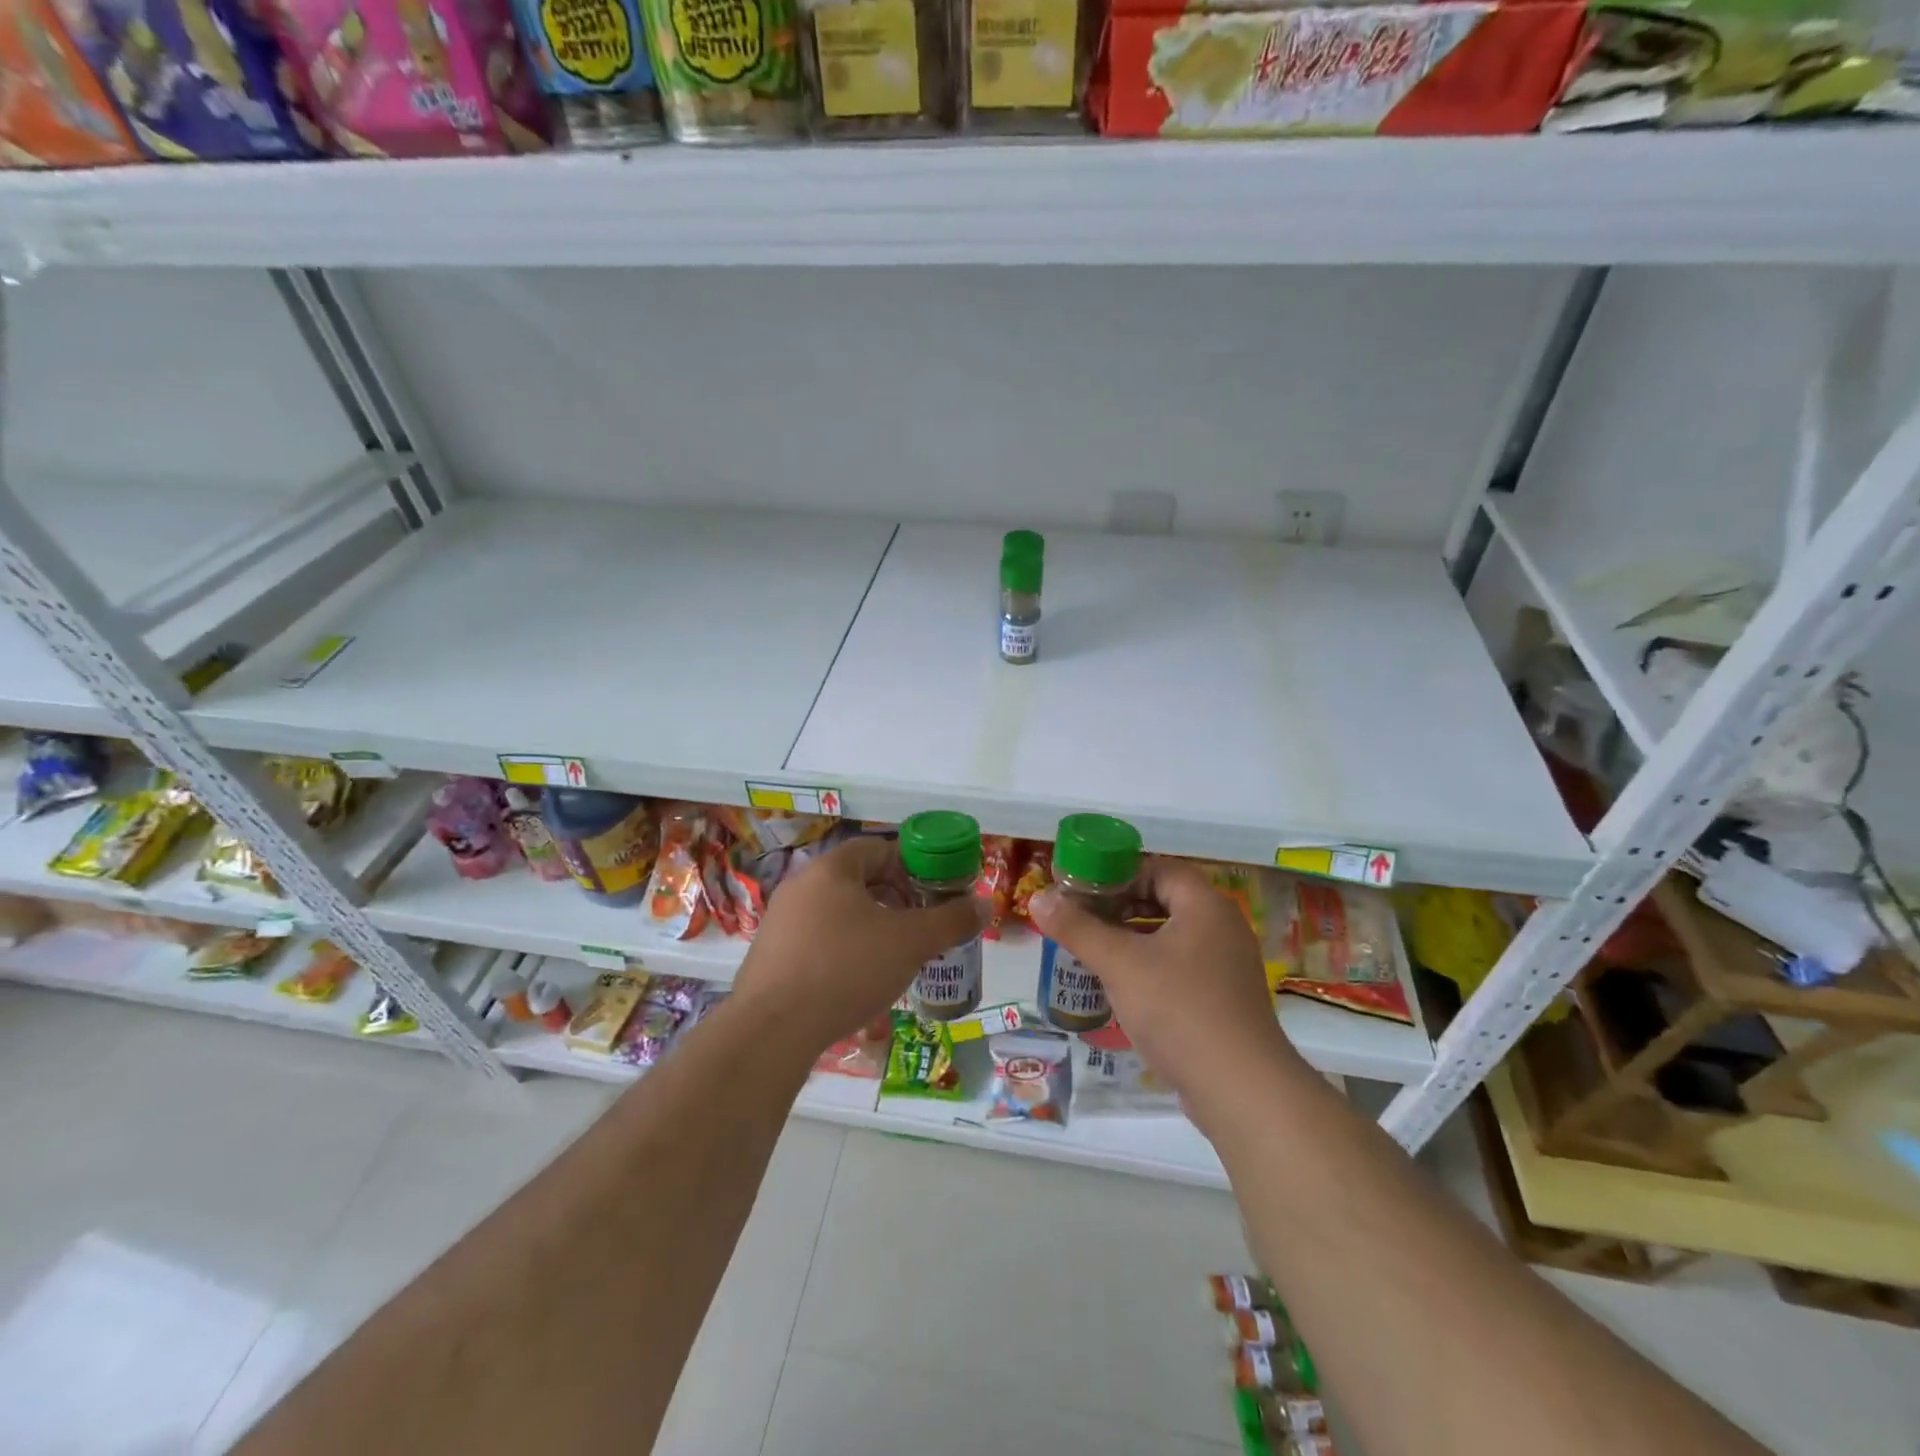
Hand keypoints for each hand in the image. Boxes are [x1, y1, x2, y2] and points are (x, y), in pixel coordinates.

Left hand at [731, 836, 986, 1056]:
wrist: (772, 1031)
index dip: (912, 866)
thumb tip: (983, 904)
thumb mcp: (910, 943)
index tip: (935, 894)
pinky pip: (818, 942)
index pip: (878, 848)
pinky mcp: (771, 957)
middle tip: (921, 927)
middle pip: (858, 881)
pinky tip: (859, 983)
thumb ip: (950, 921)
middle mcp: (801, 885)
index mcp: (831, 869)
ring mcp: (780, 922)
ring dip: (871, 928)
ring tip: (895, 958)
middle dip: (895, 900)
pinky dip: (845, 952)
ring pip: (838, 913)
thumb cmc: (846, 970)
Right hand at [1029, 858, 1303, 1126]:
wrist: (1241, 1090)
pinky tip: (1122, 986)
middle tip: (1081, 918)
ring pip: (1171, 936)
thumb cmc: (1179, 1010)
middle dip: (1120, 907)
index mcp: (1205, 906)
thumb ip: (1078, 928)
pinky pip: (1181, 966)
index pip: (1159, 869)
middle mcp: (1222, 928)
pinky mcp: (1224, 1000)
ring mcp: (1227, 966)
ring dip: (1132, 938)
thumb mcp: (1120, 964)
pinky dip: (1150, 966)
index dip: (1119, 873)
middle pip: (1165, 900)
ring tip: (1093, 950)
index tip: (1082, 889)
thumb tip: (1037, 898)